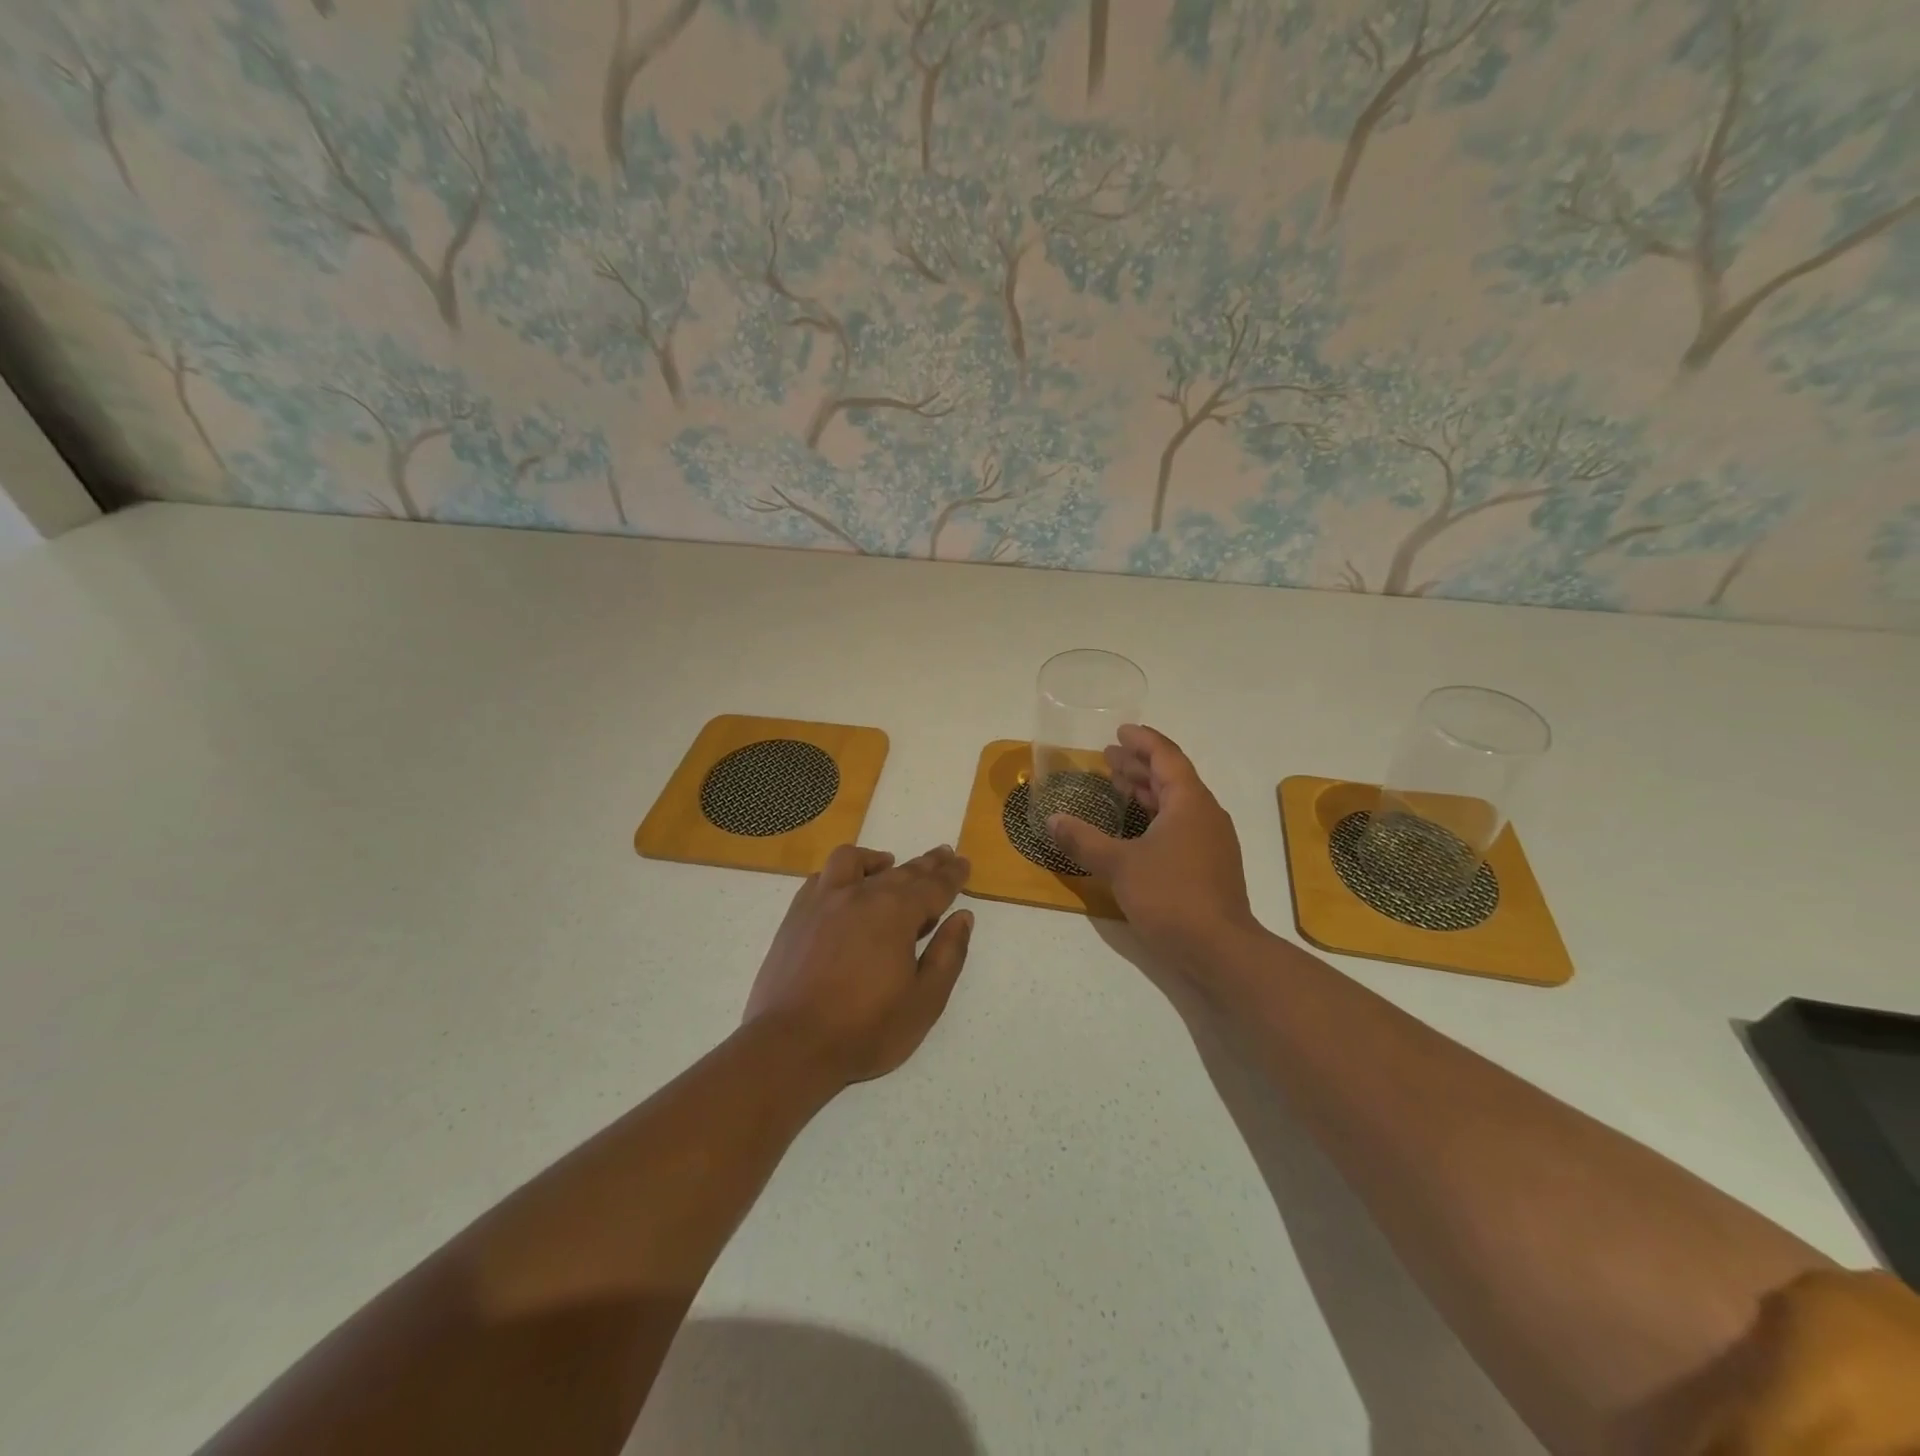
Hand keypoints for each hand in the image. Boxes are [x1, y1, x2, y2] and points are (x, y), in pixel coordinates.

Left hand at [744, 844, 973, 1085]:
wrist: (791, 1045)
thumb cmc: (865, 1029)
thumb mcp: (925, 1001)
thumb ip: (948, 955)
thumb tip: (963, 917)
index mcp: (896, 912)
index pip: (933, 886)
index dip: (952, 875)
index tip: (964, 863)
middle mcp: (861, 894)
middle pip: (902, 871)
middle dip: (927, 864)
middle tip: (944, 855)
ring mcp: (824, 901)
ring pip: (855, 861)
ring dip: (878, 860)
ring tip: (889, 864)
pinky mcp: (796, 915)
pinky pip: (822, 877)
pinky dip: (841, 874)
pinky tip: (845, 888)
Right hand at [1048, 725, 1261, 968]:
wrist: (1220, 949)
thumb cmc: (1171, 896)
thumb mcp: (1119, 865)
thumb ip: (1084, 840)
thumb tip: (1052, 820)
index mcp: (1190, 802)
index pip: (1166, 756)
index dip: (1142, 741)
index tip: (1119, 731)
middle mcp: (1205, 814)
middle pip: (1171, 777)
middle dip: (1139, 765)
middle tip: (1107, 757)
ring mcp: (1211, 841)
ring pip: (1176, 803)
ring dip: (1147, 791)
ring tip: (1116, 786)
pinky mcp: (1209, 865)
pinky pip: (1180, 825)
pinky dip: (1155, 817)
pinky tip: (1134, 830)